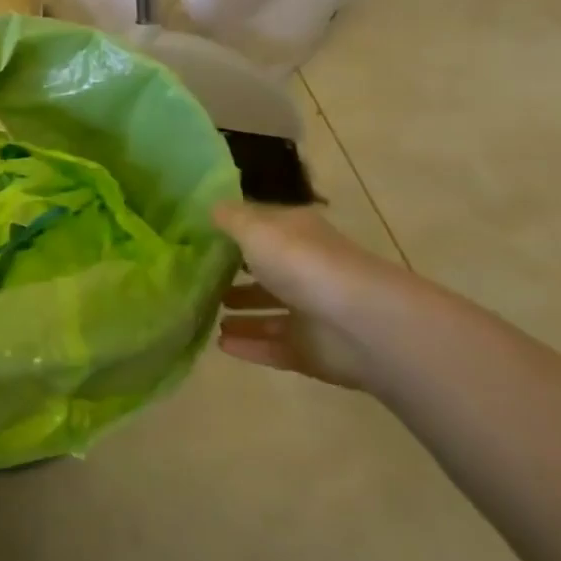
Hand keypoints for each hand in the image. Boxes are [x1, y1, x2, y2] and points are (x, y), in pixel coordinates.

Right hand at [213, 202, 395, 390]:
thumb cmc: (302, 263)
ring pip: (269, 313)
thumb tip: (211, 208)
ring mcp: (312, 314)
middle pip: (266, 272)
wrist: (361, 324)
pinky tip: (221, 345)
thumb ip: (229, 219)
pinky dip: (249, 346)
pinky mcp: (312, 351)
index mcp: (297, 235)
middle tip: (198, 281)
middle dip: (235, 277)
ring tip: (206, 315)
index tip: (199, 237)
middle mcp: (306, 270)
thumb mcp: (255, 228)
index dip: (234, 230)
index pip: (262, 228)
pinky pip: (273, 348)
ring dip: (241, 315)